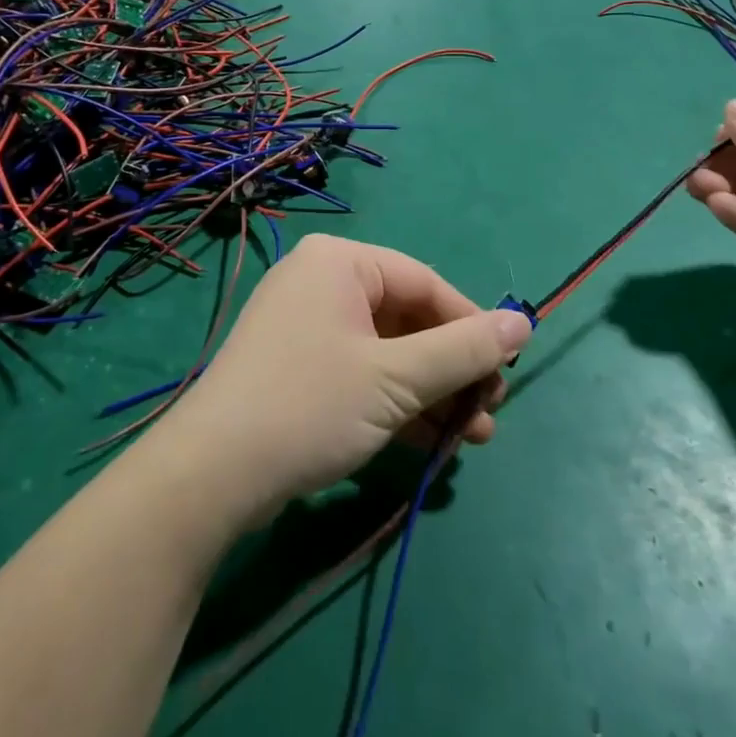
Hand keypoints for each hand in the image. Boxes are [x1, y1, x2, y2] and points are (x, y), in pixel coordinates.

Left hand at [151, 234, 530, 523]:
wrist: (210, 475)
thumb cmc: (310, 405)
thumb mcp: (396, 379)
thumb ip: (463, 350)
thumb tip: (524, 322)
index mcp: (340, 261)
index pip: (425, 283)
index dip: (472, 326)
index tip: (507, 370)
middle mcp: (321, 282)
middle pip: (407, 318)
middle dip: (452, 369)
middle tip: (490, 411)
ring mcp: (306, 326)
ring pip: (387, 352)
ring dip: (431, 393)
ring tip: (473, 437)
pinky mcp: (297, 368)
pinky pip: (361, 374)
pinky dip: (397, 404)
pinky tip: (434, 443)